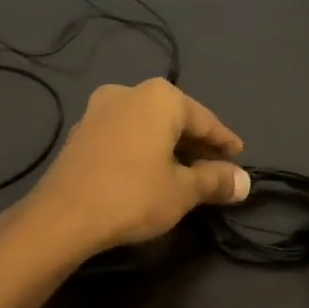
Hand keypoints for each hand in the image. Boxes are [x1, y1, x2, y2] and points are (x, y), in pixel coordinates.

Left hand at [21, 79, 249, 258]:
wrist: (64, 215)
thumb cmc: (134, 195)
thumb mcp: (183, 191)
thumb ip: (215, 181)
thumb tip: (244, 182)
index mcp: (159, 97)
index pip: (205, 120)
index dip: (224, 142)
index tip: (239, 159)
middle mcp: (128, 92)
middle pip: (174, 119)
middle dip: (196, 145)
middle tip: (216, 170)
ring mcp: (99, 110)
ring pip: (147, 126)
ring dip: (168, 148)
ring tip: (186, 174)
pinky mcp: (80, 132)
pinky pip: (124, 136)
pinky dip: (143, 150)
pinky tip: (151, 172)